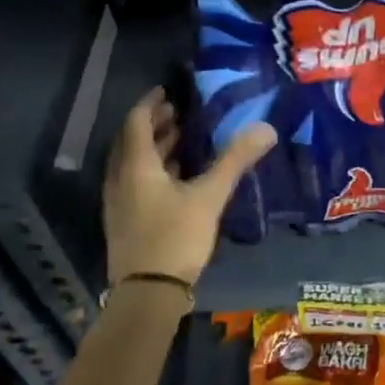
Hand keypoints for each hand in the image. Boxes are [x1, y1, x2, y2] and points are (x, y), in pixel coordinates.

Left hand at [103, 88, 275, 287]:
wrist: (147, 293)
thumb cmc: (175, 237)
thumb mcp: (209, 197)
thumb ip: (234, 161)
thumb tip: (265, 128)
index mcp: (136, 166)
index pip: (137, 123)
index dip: (150, 104)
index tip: (166, 91)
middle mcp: (120, 179)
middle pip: (132, 142)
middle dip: (154, 125)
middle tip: (178, 113)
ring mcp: (119, 203)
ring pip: (132, 164)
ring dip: (153, 148)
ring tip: (179, 140)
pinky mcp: (125, 222)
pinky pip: (135, 182)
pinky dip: (152, 170)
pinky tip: (175, 179)